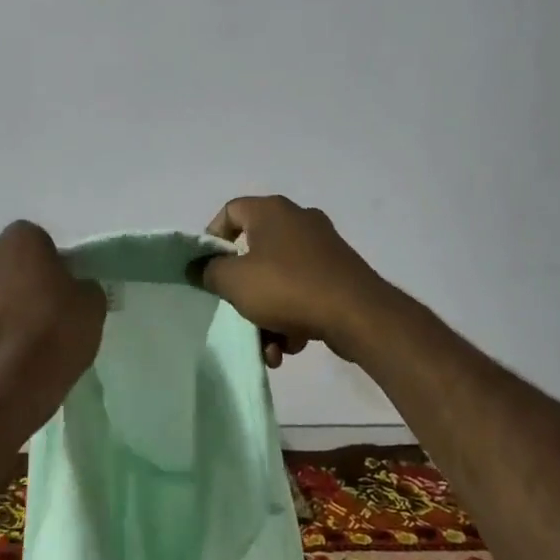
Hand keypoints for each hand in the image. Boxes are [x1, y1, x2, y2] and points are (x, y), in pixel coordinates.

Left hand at [0, 220, 105, 399]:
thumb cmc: (52, 335)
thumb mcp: (92, 307)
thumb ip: (82, 288)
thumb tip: (73, 290)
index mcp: (19, 239)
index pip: (40, 244)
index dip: (52, 268)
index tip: (62, 295)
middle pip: (6, 263)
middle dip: (19, 281)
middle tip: (39, 314)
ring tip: (17, 342)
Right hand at [196, 196, 393, 367]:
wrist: (359, 315)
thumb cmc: (288, 288)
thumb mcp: (235, 282)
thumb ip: (209, 271)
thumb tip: (200, 267)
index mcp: (271, 211)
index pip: (230, 212)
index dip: (212, 239)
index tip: (208, 269)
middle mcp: (298, 220)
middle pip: (254, 253)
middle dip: (244, 293)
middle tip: (238, 314)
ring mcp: (323, 247)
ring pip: (279, 279)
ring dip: (268, 315)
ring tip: (270, 348)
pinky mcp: (340, 273)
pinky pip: (303, 291)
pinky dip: (293, 316)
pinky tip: (292, 345)